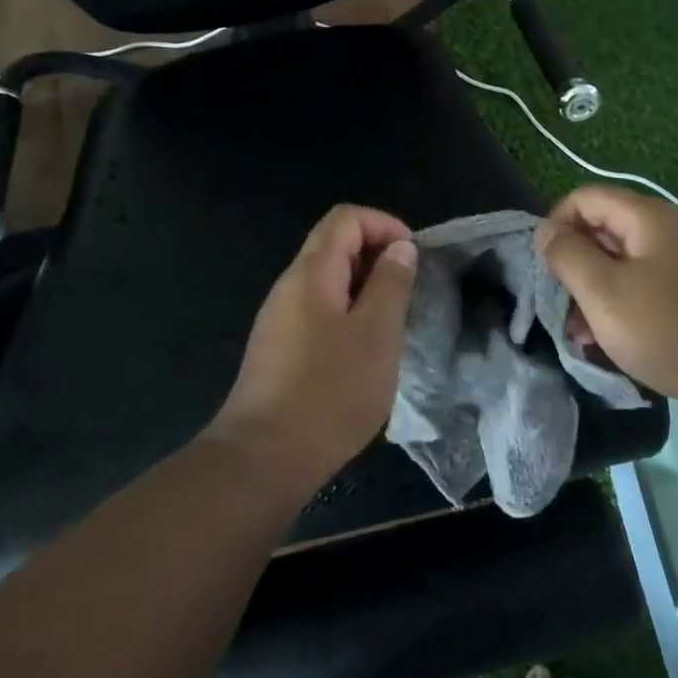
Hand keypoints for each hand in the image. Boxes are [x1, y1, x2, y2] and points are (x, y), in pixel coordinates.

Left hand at [212, 205, 418, 486]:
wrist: (263, 458)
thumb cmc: (329, 392)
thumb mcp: (376, 334)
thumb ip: (391, 284)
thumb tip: (400, 248)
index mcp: (310, 273)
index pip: (346, 218)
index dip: (385, 225)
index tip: (414, 258)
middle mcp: (289, 287)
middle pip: (334, 246)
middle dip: (378, 258)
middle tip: (410, 294)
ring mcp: (280, 320)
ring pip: (328, 283)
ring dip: (365, 291)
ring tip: (394, 325)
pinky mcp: (279, 350)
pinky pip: (319, 314)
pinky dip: (348, 317)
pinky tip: (365, 354)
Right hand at [533, 185, 677, 408]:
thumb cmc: (672, 330)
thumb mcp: (604, 293)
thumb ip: (567, 255)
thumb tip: (545, 230)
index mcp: (649, 218)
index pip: (586, 198)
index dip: (556, 225)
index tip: (545, 268)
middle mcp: (675, 229)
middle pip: (608, 230)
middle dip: (577, 266)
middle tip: (562, 310)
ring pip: (629, 263)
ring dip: (600, 293)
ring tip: (584, 337)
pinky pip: (654, 286)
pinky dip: (629, 305)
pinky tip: (620, 343)